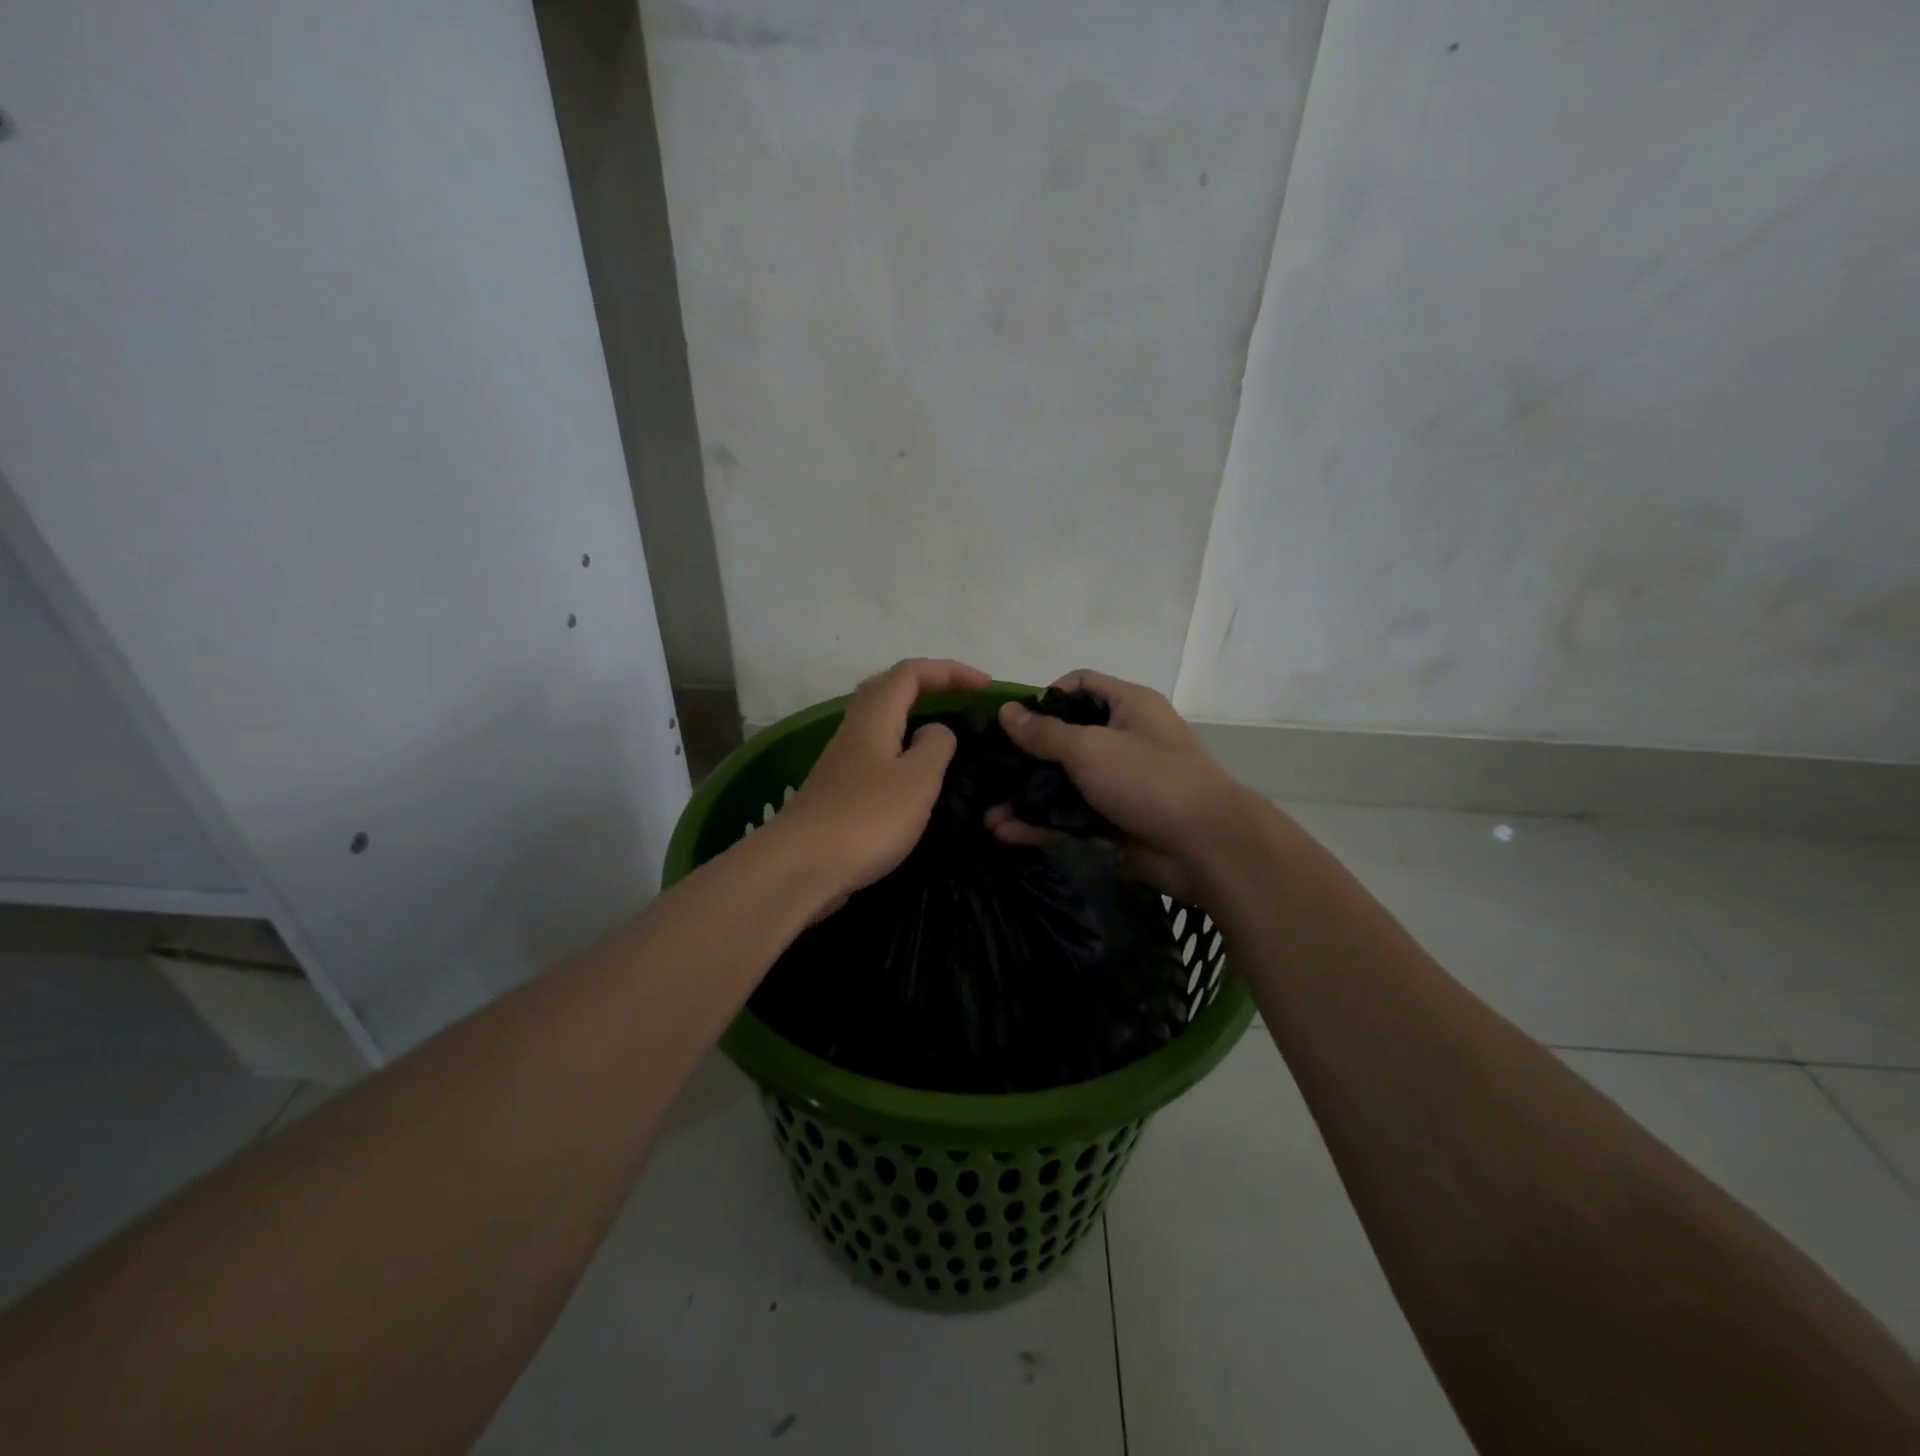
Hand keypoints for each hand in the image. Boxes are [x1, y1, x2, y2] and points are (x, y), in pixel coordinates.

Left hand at [775, 658, 990, 904]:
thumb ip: (935, 746)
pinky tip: (914, 776)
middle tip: (961, 698)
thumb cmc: (866, 818)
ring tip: (944, 734)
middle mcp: (854, 730)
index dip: (950, 671)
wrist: (800, 867)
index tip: (985, 687)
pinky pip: (875, 753)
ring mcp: (841, 761)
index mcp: (874, 717)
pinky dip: (900, 750)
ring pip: (879, 721)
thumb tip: (936, 730)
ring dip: (912, 716)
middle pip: (888, 688)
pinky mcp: (838, 791)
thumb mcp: (917, 779)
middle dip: (927, 684)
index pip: (911, 673)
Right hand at [985, 670, 1250, 900]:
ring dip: (1028, 796)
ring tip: (988, 814)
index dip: (1044, 697)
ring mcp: (1120, 781)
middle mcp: (1124, 738)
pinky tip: (1007, 833)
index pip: (1079, 685)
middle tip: (990, 770)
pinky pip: (1072, 815)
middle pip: (1066, 737)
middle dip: (1026, 756)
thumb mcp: (1090, 748)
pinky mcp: (1116, 819)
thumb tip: (1006, 712)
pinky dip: (1043, 822)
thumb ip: (1045, 733)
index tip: (1012, 722)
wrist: (1207, 847)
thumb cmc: (1149, 779)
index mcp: (1128, 705)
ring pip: (1064, 782)